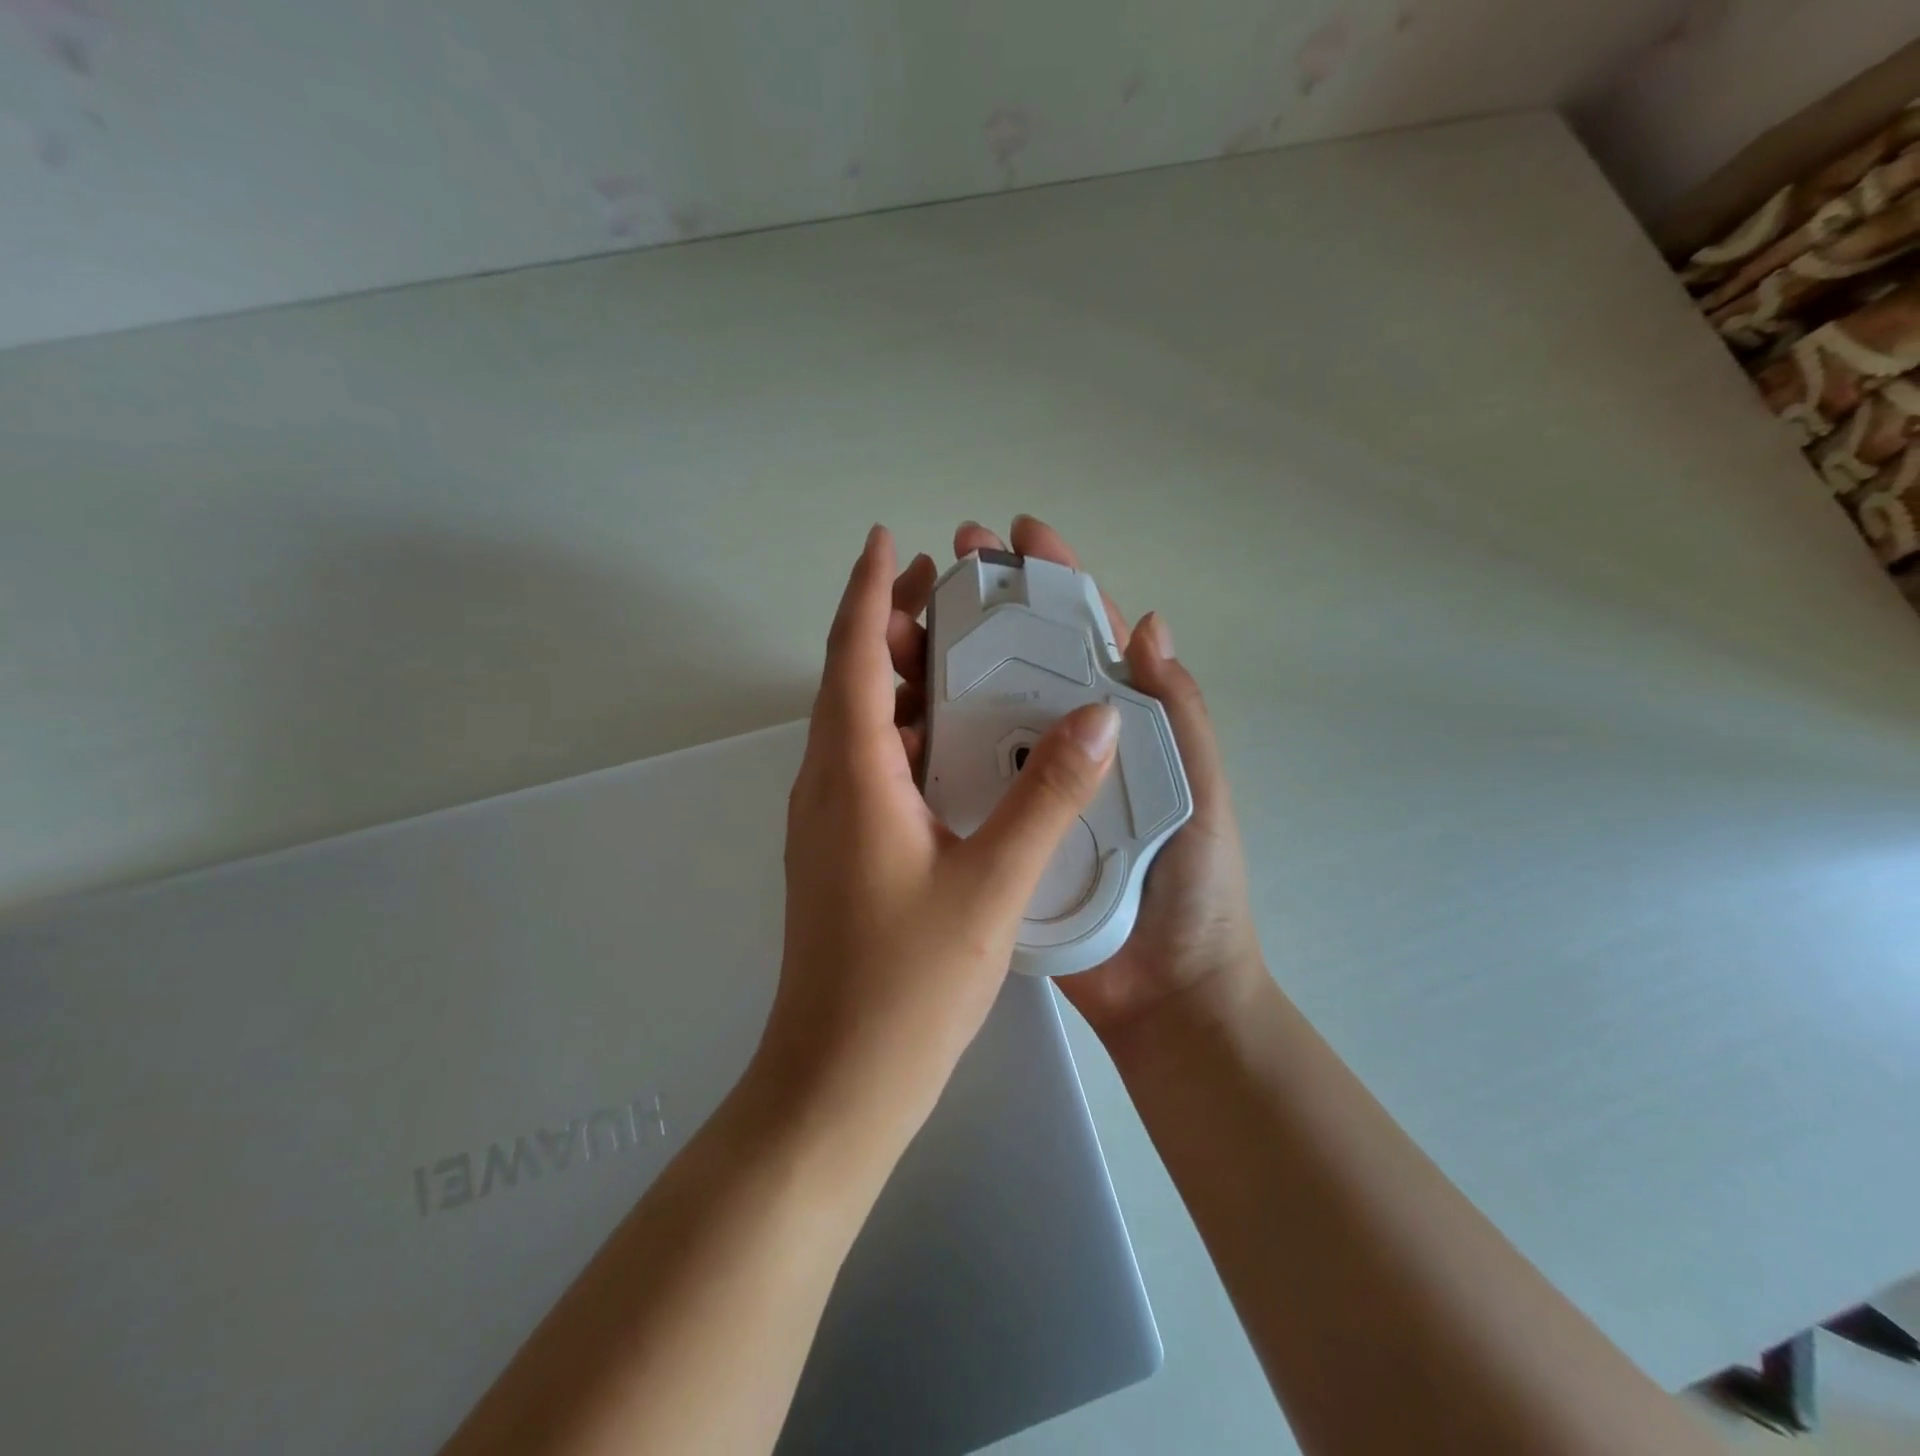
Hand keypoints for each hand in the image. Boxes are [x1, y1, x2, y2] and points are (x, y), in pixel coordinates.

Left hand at [758, 525, 1121, 1140]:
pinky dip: (901, 731)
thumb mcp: (992, 883)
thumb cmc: (909, 982)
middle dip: (889, 622)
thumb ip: (1047, 796)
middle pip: (850, 679)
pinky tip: (950, 743)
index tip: (888, 539)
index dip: (869, 590)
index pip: (852, 654)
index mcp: (854, 775)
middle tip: (945, 586)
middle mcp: (828, 785)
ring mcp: (829, 822)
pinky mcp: (840, 853)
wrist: (839, 1080)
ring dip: (896, 678)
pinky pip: (867, 765)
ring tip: (953, 650)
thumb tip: (1096, 715)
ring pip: (857, 724)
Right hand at [900, 516, 1265, 1044]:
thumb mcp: (1198, 790)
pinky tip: (892, 714)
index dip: (1052, 580)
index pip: (1080, 637)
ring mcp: (1020, 786)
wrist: (1162, 993)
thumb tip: (1148, 624)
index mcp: (1113, 725)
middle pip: (1014, 661)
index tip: (1018, 535)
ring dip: (939, 664)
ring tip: (899, 628)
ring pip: (973, 710)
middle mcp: (1059, 744)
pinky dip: (924, 742)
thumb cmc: (1192, 886)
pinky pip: (953, 778)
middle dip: (981, 607)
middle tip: (941, 567)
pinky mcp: (991, 831)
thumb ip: (1178, 715)